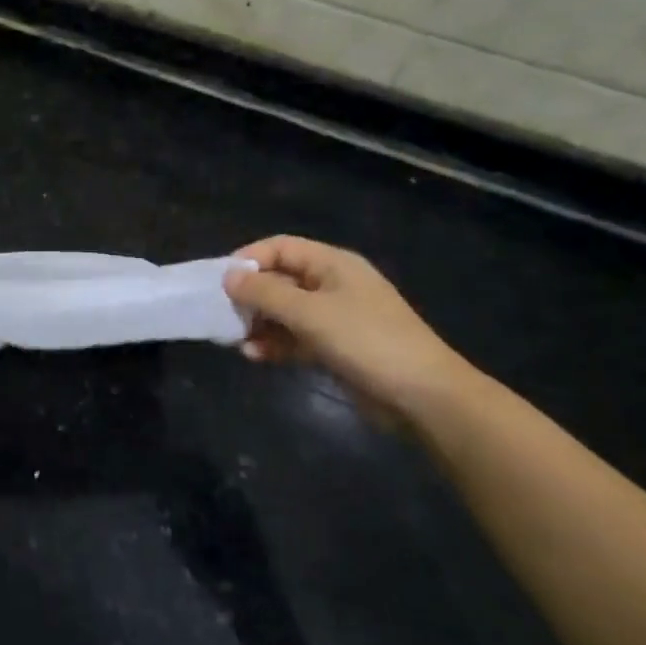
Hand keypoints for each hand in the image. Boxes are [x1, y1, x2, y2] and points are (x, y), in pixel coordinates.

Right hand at [224, 236, 473, 419]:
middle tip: (224, 315)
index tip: (221, 282)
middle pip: (280, 279)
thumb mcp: (310, 313)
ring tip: (235, 340)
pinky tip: (255, 356)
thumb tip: (228, 276)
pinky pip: (296, 337)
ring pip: (285, 311)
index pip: (280, 247)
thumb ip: (265, 293)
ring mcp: (335, 317)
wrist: (424, 397)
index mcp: (333, 264)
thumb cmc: (366, 341)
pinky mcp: (336, 347)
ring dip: (259, 323)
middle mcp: (332, 285)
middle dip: (250, 296)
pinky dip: (275, 343)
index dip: (249, 259)